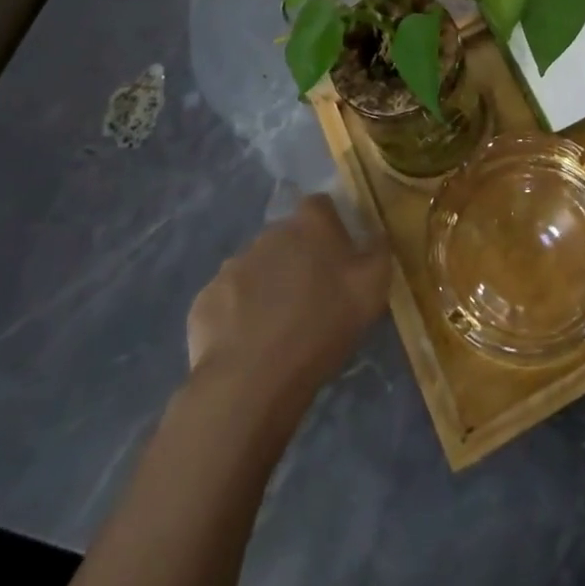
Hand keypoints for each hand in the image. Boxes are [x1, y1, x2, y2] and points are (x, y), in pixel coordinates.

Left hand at [184, 194, 390, 413]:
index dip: (330, 226)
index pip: (321, 205)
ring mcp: (232, 266)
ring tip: (279, 326)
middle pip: (287, 236)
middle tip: (311, 296)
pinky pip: (228, 300)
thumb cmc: (322, 326)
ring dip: (267, 285)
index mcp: (310, 224)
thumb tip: (376, 234)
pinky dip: (238, 314)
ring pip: (256, 267)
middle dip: (297, 257)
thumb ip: (379, 252)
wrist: (251, 380)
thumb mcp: (373, 288)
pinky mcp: (205, 300)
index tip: (338, 255)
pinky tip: (249, 344)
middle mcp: (269, 233)